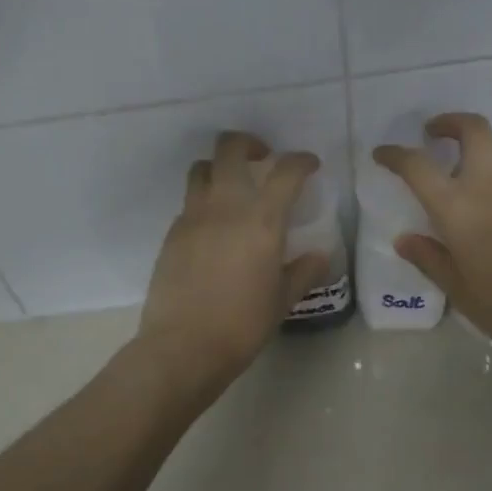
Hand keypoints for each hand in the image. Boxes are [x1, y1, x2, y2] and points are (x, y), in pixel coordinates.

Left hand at [138, 131, 330, 394]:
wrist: (183, 346)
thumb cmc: (242, 325)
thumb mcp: (282, 300)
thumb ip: (303, 271)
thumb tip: (319, 255)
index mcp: (261, 219)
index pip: (286, 171)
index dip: (302, 161)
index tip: (309, 166)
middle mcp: (225, 206)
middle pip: (230, 148)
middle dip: (249, 144)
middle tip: (263, 159)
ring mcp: (193, 216)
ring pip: (202, 168)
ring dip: (220, 168)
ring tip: (233, 188)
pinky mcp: (172, 233)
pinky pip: (189, 202)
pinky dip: (204, 202)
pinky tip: (214, 228)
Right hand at [375, 113, 491, 376]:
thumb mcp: (457, 288)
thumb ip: (428, 258)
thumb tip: (404, 239)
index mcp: (456, 208)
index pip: (416, 165)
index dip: (394, 155)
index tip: (383, 154)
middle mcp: (490, 183)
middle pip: (472, 128)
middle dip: (450, 123)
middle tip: (435, 134)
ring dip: (481, 144)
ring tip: (471, 163)